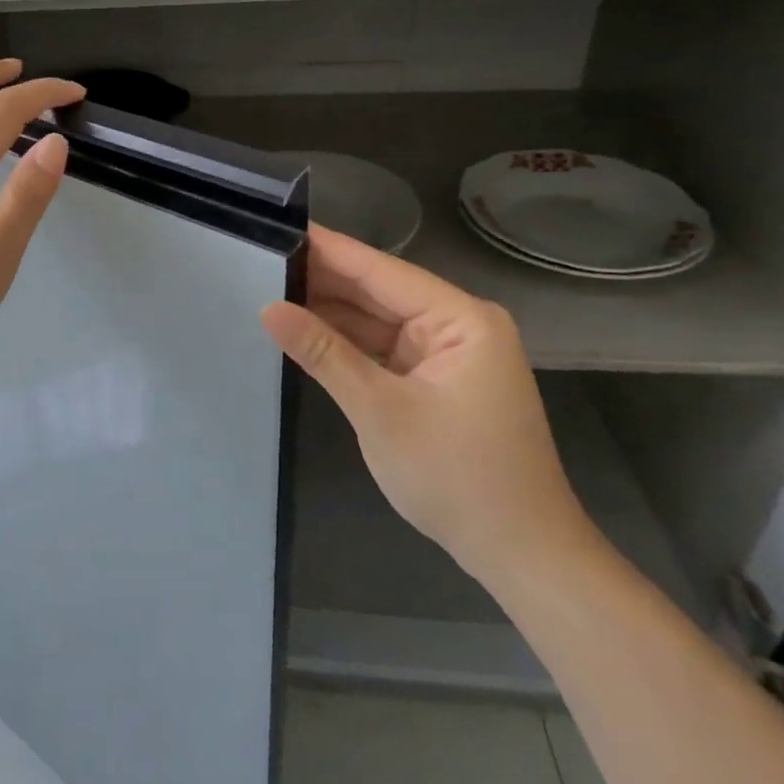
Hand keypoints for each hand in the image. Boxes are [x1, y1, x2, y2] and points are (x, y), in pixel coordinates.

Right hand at [261, 225, 593, 589]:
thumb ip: (323, 353)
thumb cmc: (457, 478)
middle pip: (379, 292)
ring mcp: (447, 354)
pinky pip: (383, 348)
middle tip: (262, 259)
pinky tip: (305, 329)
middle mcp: (458, 325)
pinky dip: (347, 343)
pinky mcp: (436, 380)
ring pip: (378, 321)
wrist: (521, 556)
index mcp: (461, 319)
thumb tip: (268, 308)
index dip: (329, 250)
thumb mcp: (380, 411)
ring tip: (271, 288)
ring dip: (331, 312)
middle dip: (324, 280)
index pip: (381, 271)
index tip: (279, 227)